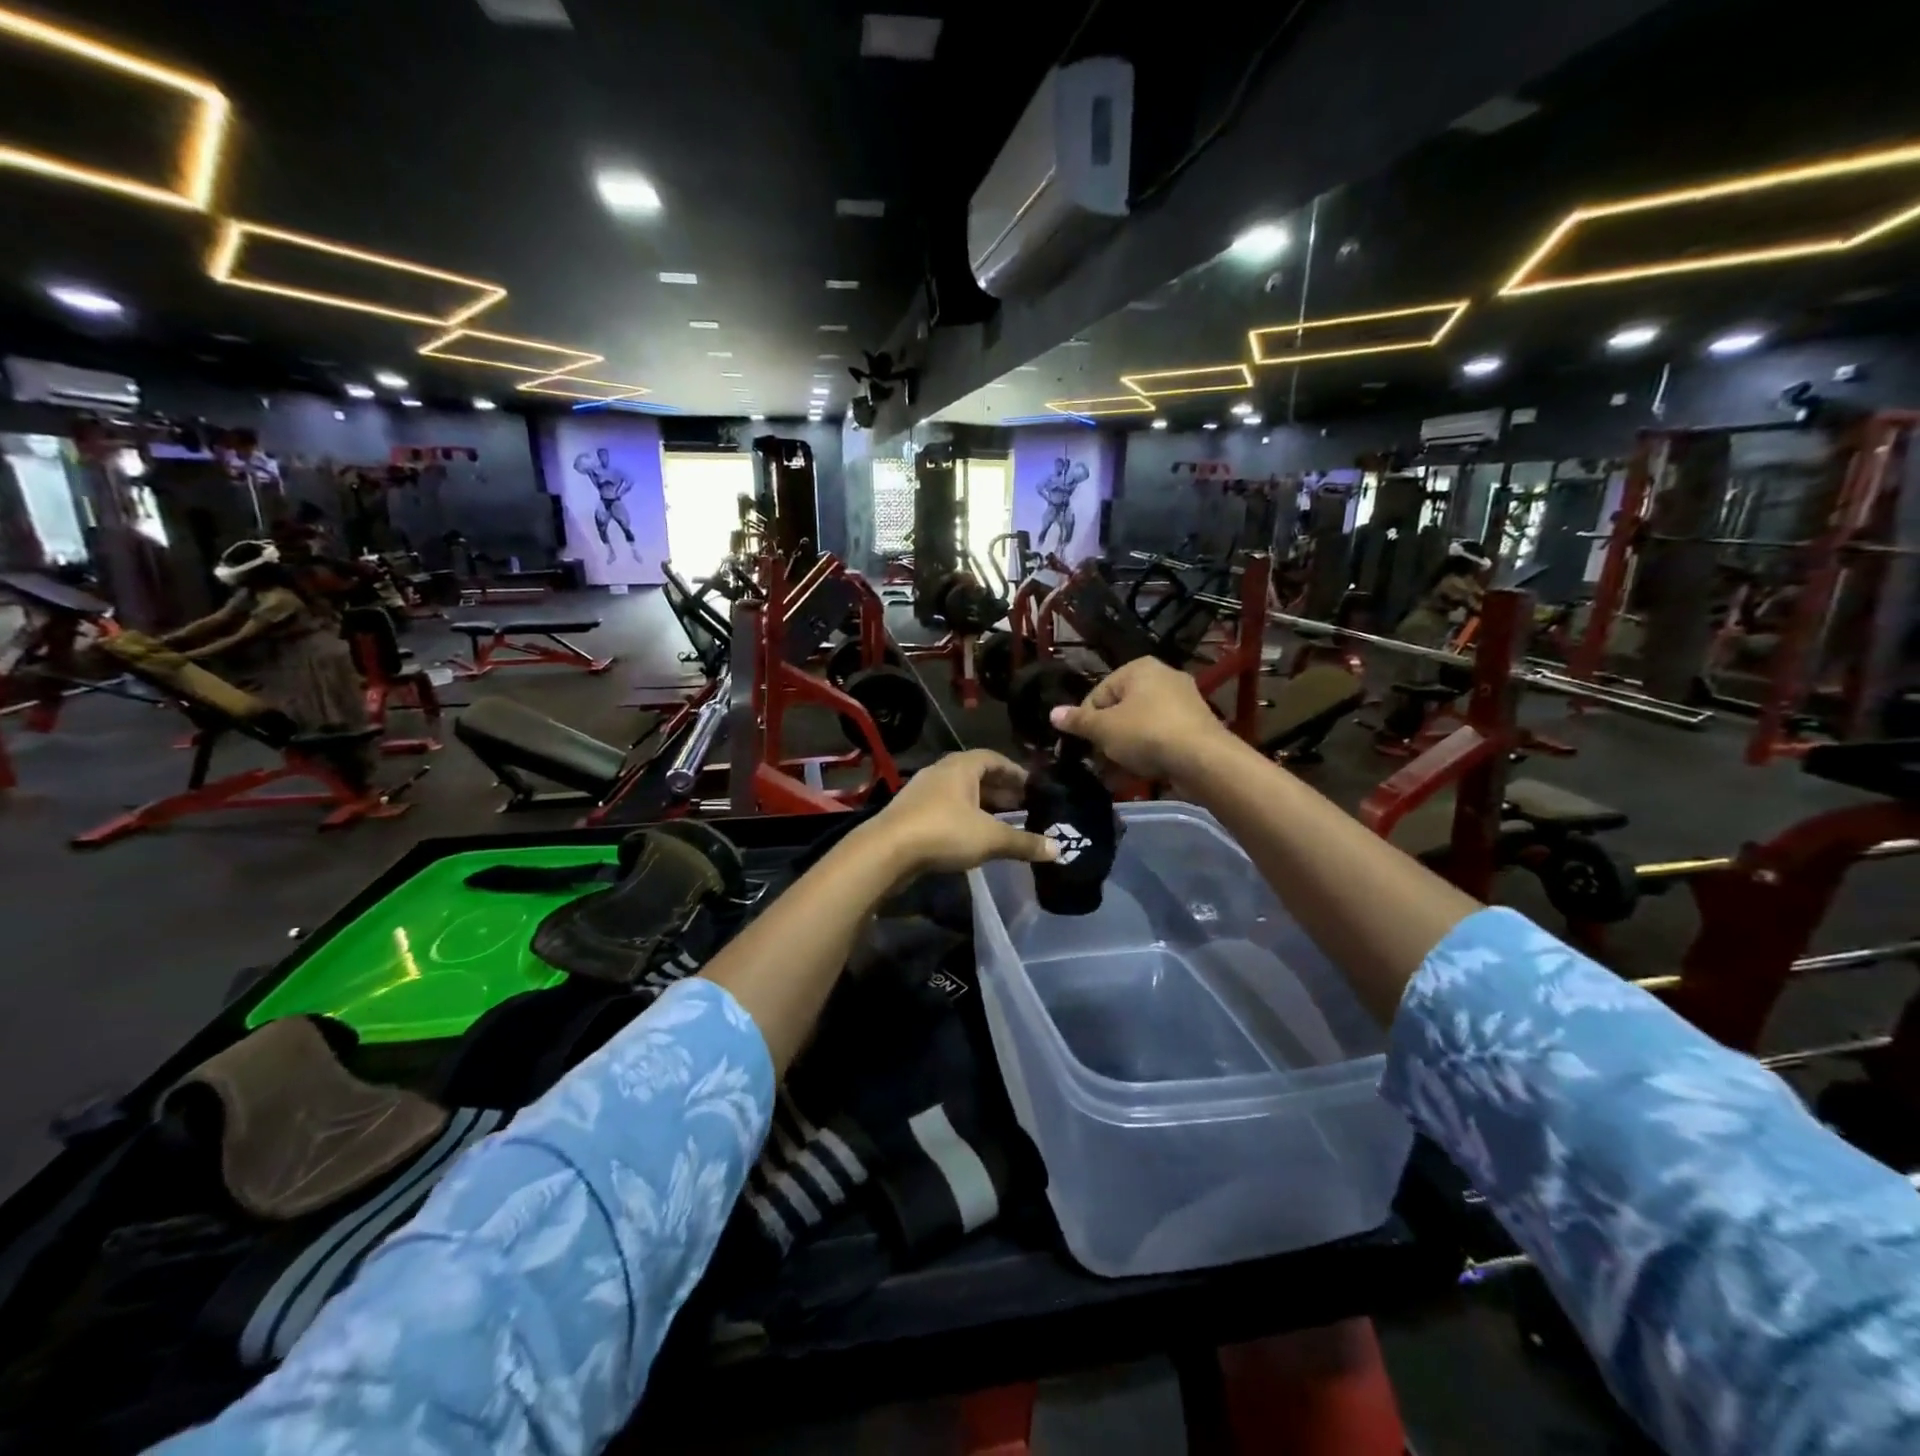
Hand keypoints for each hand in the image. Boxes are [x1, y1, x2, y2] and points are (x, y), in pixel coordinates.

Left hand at [862, 750, 1059, 875]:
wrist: (887, 851)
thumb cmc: (944, 832)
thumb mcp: (991, 838)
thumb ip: (1024, 842)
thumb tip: (1059, 850)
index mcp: (961, 766)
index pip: (994, 758)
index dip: (1015, 772)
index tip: (1033, 787)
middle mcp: (941, 771)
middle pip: (976, 775)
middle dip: (1000, 791)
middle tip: (1023, 807)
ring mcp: (922, 791)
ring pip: (960, 793)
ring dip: (981, 805)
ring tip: (1002, 823)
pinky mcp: (910, 813)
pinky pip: (945, 808)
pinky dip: (964, 817)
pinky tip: (973, 837)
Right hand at [1049, 657, 1229, 783]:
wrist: (1202, 759)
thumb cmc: (1146, 733)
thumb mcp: (1104, 728)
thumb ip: (1078, 721)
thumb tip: (1053, 713)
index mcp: (1139, 668)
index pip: (1099, 693)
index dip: (1086, 721)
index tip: (1082, 745)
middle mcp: (1162, 677)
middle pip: (1120, 710)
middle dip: (1105, 738)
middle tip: (1097, 761)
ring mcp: (1182, 702)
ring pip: (1140, 726)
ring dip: (1123, 750)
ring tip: (1113, 774)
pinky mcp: (1194, 727)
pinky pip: (1159, 738)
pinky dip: (1146, 754)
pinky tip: (1135, 775)